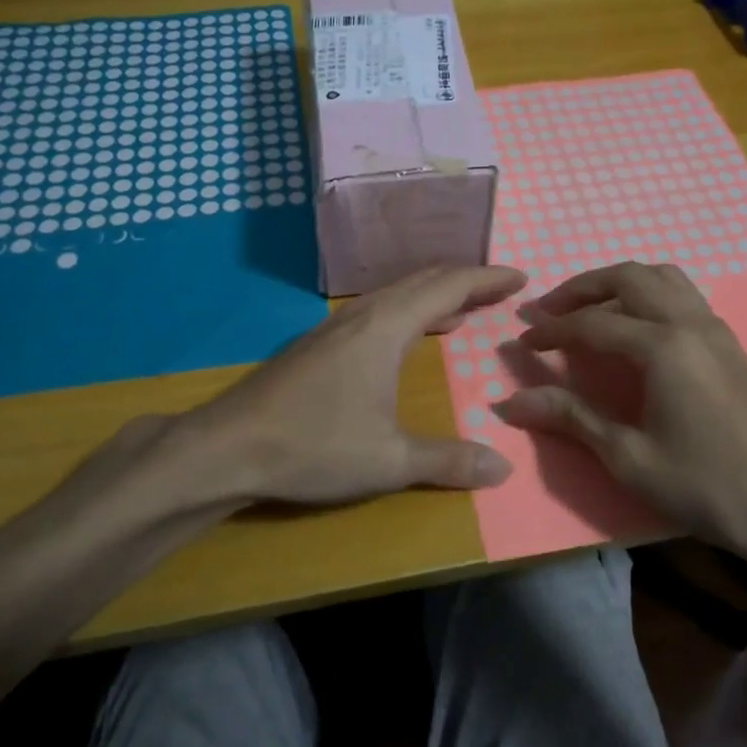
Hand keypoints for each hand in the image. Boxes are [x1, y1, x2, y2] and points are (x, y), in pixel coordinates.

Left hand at [168, 265, 526, 507]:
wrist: (226, 448)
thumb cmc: (313, 446)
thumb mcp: (388, 460)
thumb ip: (447, 461)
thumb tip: (503, 468)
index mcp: (385, 327)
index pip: (448, 288)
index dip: (486, 279)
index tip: (520, 278)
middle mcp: (361, 316)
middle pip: (422, 282)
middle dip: (464, 282)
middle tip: (499, 290)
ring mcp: (333, 328)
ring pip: (395, 295)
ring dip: (432, 296)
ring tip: (462, 310)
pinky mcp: (316, 346)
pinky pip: (375, 312)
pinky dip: (406, 312)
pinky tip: (404, 338)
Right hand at [492, 262, 746, 558]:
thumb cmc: (706, 487)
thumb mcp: (629, 458)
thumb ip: (571, 418)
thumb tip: (510, 403)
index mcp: (663, 347)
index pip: (593, 323)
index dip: (553, 330)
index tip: (522, 341)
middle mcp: (690, 323)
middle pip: (628, 277)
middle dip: (582, 288)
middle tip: (548, 309)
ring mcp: (715, 329)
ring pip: (661, 277)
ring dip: (618, 283)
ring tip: (589, 309)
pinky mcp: (730, 343)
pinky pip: (682, 295)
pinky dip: (648, 294)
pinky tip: (634, 327)